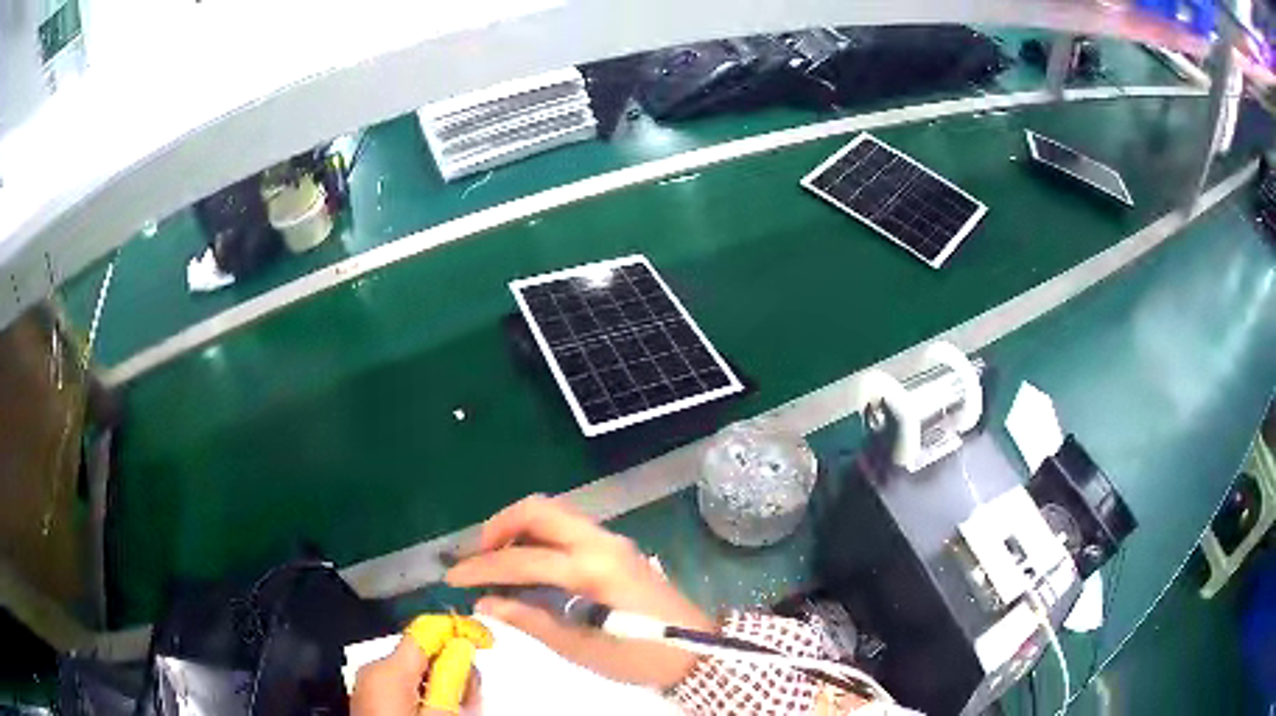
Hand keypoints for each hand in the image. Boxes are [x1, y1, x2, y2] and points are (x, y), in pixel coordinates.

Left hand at [350, 620, 482, 715]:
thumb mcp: (440, 714)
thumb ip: (452, 679)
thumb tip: (463, 646)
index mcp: (388, 670)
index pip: (425, 631)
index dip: (456, 630)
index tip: (484, 642)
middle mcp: (374, 669)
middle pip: (420, 652)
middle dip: (452, 667)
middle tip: (473, 696)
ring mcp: (369, 684)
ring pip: (414, 670)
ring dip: (441, 684)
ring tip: (459, 709)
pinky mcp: (371, 697)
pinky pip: (402, 684)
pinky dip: (424, 692)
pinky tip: (438, 712)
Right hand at [445, 495, 713, 687]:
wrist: (697, 650)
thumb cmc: (641, 656)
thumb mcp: (581, 648)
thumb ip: (531, 620)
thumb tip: (485, 603)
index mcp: (591, 569)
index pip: (522, 559)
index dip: (481, 568)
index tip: (451, 577)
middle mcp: (600, 542)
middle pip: (537, 510)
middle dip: (498, 527)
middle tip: (477, 557)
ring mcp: (612, 540)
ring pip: (553, 513)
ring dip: (518, 528)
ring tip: (496, 559)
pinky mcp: (617, 547)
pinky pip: (568, 527)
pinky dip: (539, 534)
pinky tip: (528, 562)